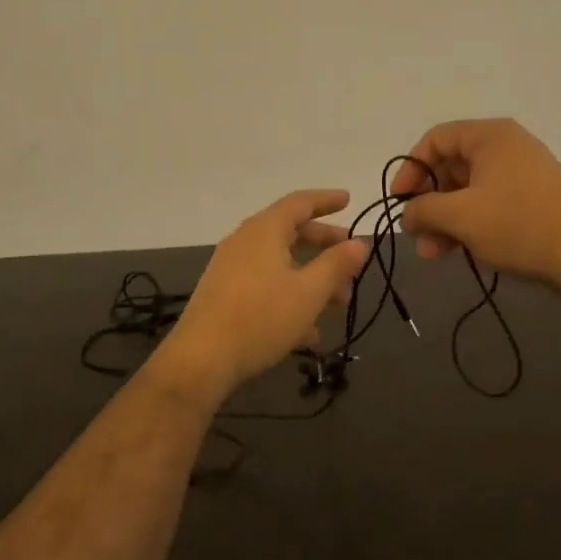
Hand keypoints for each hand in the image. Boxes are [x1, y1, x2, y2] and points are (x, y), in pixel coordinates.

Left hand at [153, 189, 369, 400]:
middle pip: (290, 233)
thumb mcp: (309, 292)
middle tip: (350, 258)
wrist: (201, 359)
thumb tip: (359, 243)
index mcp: (264, 231)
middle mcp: (244, 242)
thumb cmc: (261, 318)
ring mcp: (230, 268)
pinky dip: (289, 297)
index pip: (300, 202)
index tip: (348, 201)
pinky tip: (307, 332)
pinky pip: (264, 286)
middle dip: (324, 245)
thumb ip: (337, 265)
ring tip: (338, 303)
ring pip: (279, 264)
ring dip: (311, 278)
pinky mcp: (223, 295)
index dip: (327, 200)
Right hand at [391, 119, 560, 296]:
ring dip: (446, 219)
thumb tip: (407, 214)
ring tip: (434, 253)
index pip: (435, 140)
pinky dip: (470, 224)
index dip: (410, 169)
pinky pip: (490, 204)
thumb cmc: (518, 224)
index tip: (399, 202)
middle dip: (429, 203)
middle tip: (417, 235)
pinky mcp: (534, 200)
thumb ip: (423, 209)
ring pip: (469, 191)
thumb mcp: (460, 216)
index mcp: (490, 136)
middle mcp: (507, 147)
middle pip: (451, 166)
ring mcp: (523, 174)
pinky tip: (459, 251)